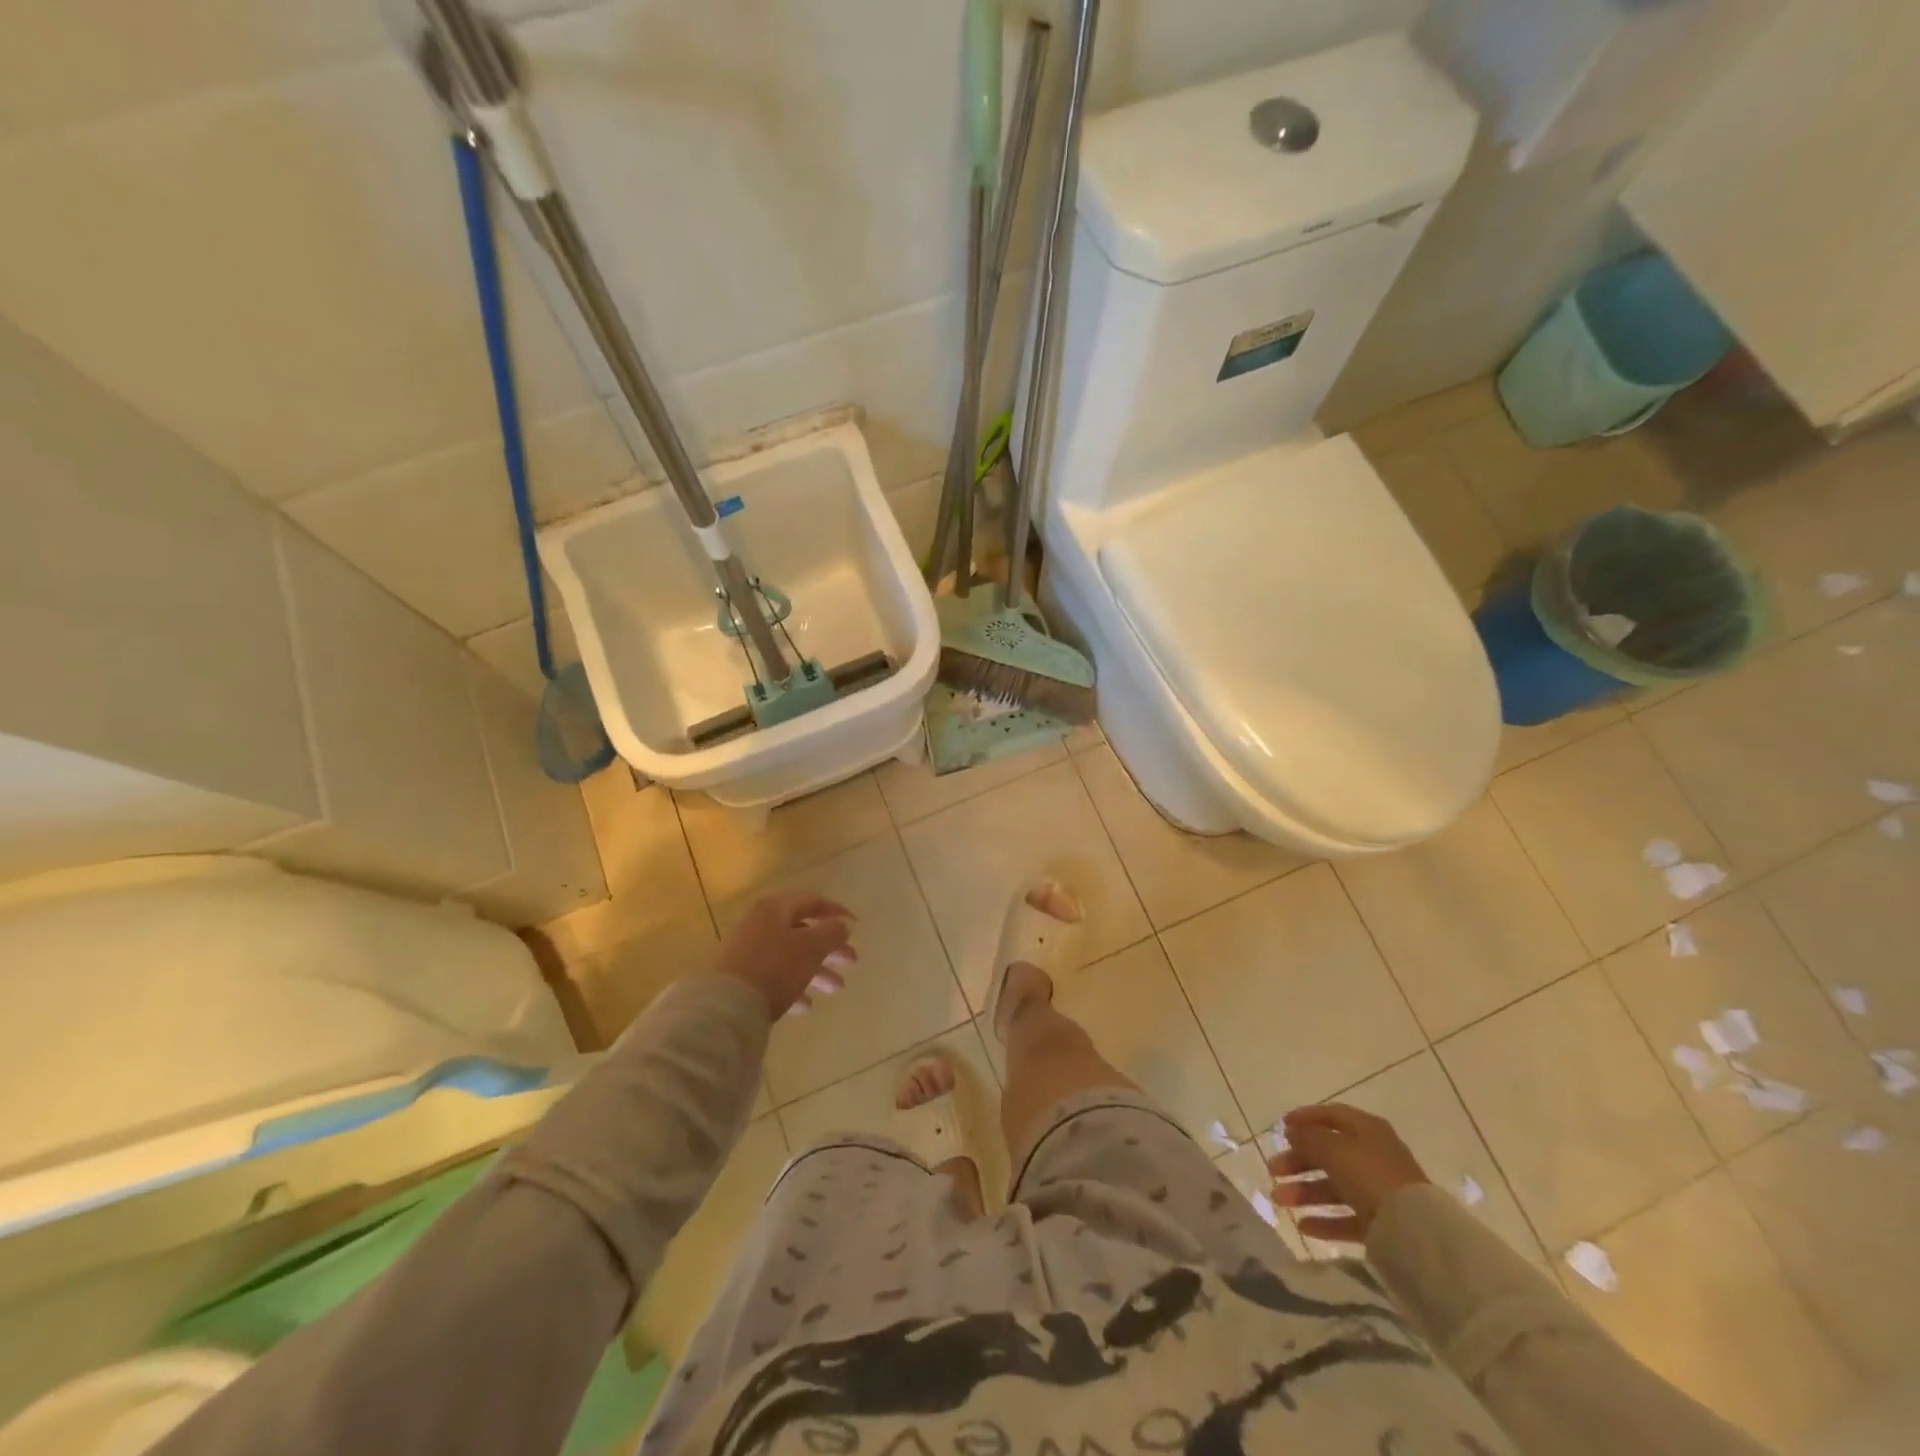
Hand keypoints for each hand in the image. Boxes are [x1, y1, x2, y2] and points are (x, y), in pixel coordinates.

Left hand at [716, 891, 856, 1019]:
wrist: (727, 1006)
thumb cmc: (776, 967)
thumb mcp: (811, 947)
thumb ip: (832, 932)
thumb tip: (844, 923)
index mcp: (776, 909)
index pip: (812, 901)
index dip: (836, 912)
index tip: (855, 927)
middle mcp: (760, 925)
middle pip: (802, 931)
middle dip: (830, 947)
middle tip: (851, 962)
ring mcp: (749, 952)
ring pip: (791, 956)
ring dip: (817, 971)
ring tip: (836, 989)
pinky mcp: (742, 978)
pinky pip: (775, 977)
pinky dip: (794, 987)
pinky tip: (807, 1006)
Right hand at [1267, 1103, 1429, 1245]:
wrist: (1416, 1232)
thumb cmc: (1371, 1176)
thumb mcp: (1333, 1149)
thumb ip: (1309, 1138)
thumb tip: (1293, 1132)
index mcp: (1367, 1130)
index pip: (1331, 1116)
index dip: (1305, 1118)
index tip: (1281, 1126)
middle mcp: (1373, 1156)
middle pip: (1328, 1154)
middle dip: (1298, 1162)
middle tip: (1273, 1170)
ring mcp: (1378, 1191)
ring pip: (1334, 1186)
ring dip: (1304, 1191)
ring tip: (1279, 1200)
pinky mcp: (1381, 1223)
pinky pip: (1346, 1217)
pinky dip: (1324, 1219)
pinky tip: (1303, 1225)